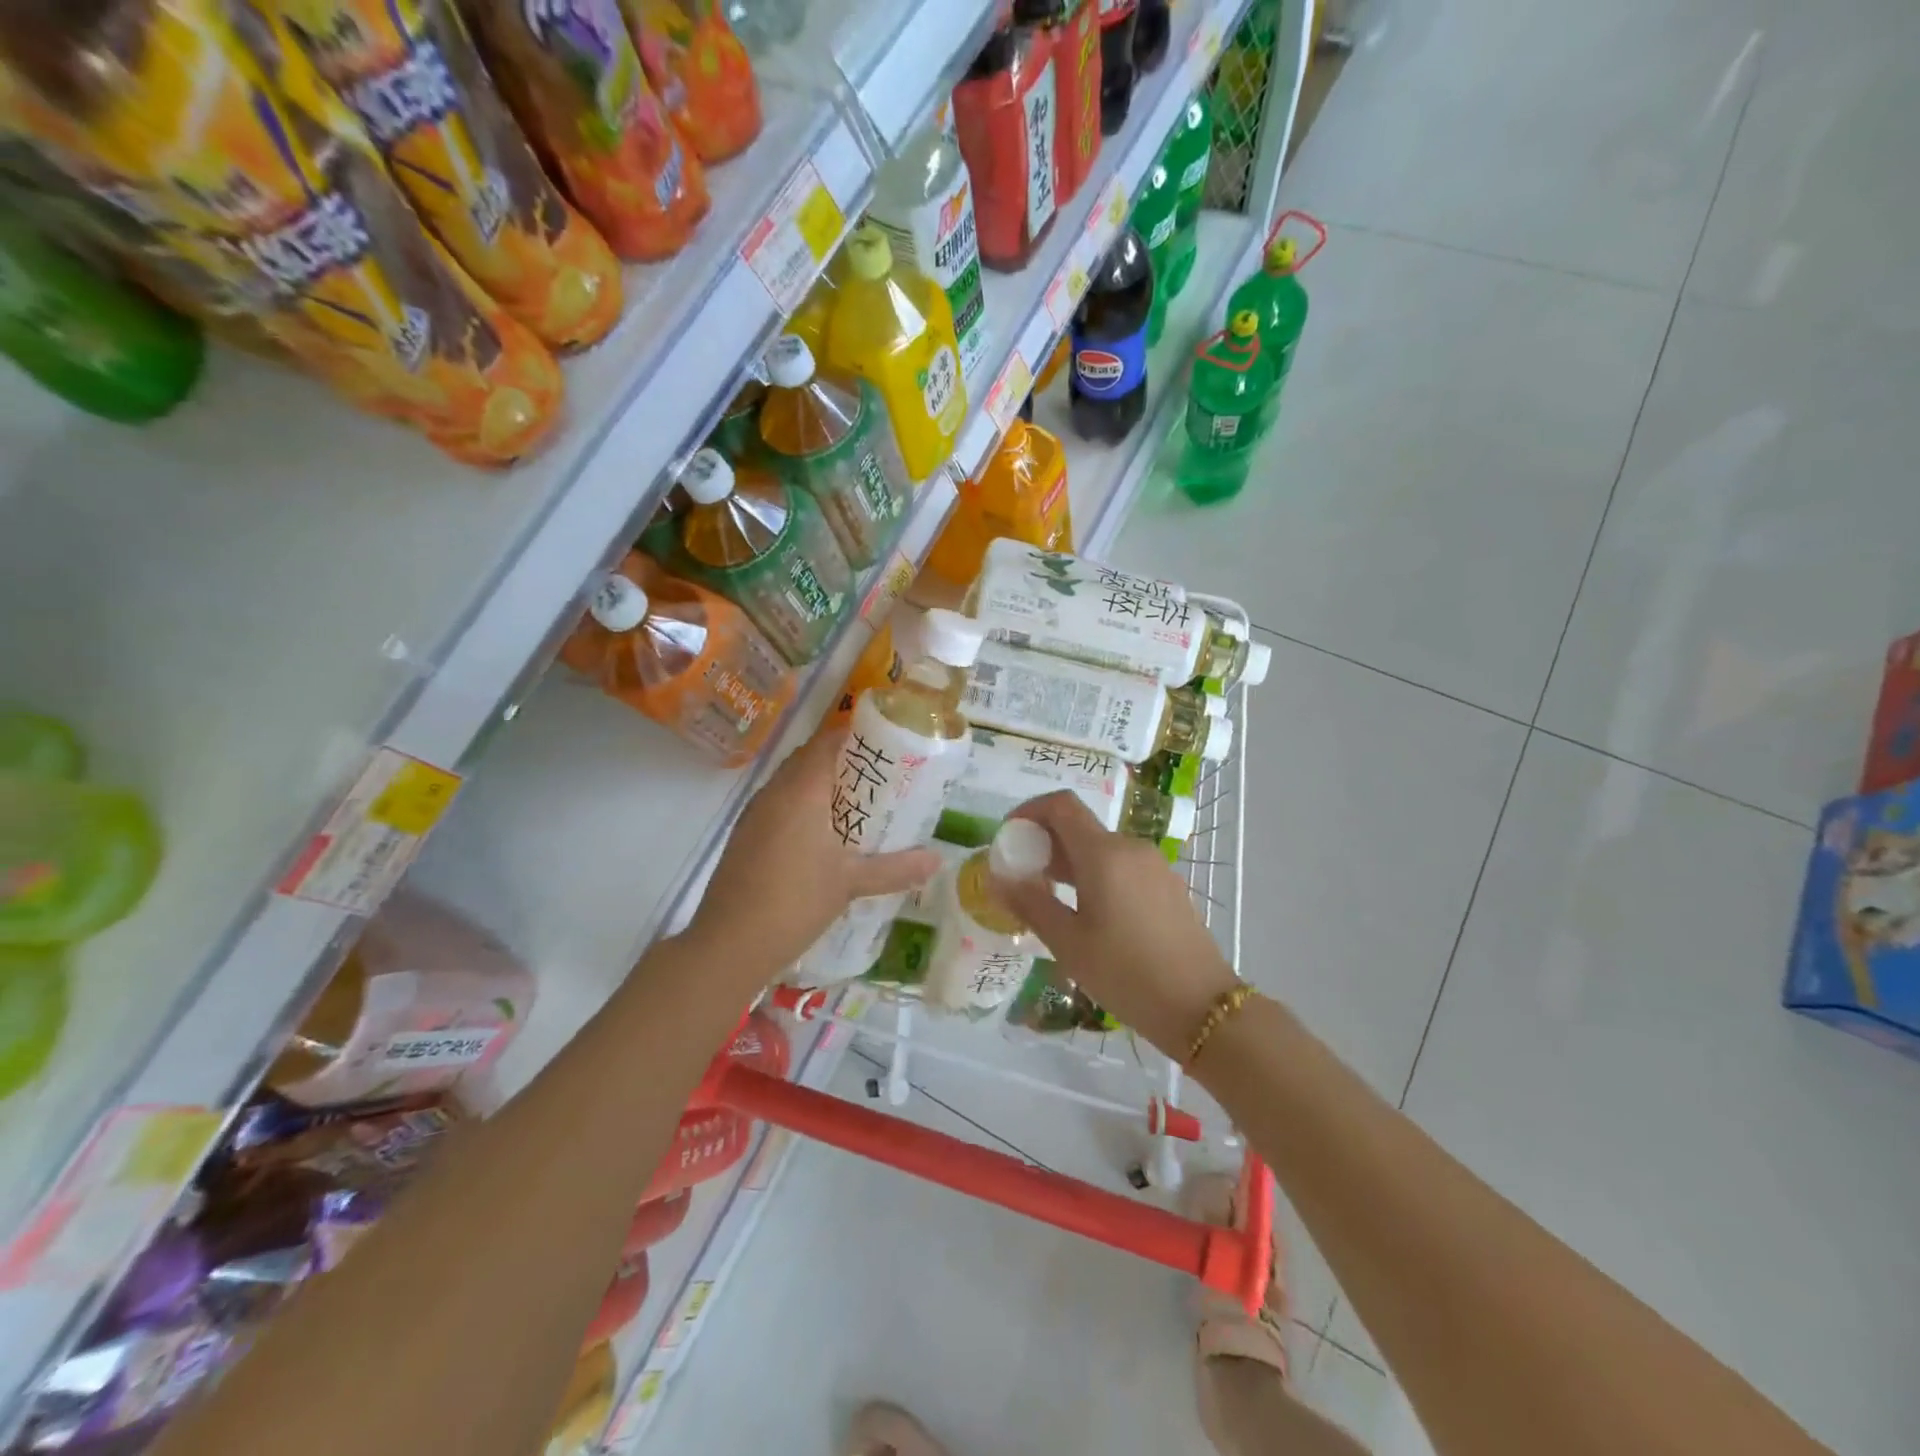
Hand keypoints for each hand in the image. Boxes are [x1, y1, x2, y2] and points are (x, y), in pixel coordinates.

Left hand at [685, 727, 940, 978]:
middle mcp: (774, 793)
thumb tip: (938, 859)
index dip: (854, 737)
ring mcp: (754, 814)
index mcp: (801, 792)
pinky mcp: (744, 836)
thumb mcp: (851, 883)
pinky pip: (777, 804)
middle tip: (877, 777)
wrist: (729, 944)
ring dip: (818, 784)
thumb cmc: (795, 902)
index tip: (884, 746)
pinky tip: (820, 835)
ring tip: (854, 803)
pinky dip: (800, 805)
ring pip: (789, 782)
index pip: (826, 743)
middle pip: (807, 758)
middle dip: (840, 761)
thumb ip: (896, 868)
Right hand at [992, 791, 1238, 1056]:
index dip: (1029, 811)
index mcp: (1104, 853)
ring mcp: (1153, 865)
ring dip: (1068, 860)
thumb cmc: (1126, 973)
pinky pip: (1121, 865)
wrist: (1201, 1007)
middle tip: (1021, 876)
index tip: (1009, 837)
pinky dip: (1094, 873)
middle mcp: (1130, 847)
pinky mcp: (1166, 885)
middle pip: (1079, 826)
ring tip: (1047, 897)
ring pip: (1100, 847)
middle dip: (1045, 841)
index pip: (1061, 805)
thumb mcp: (1068, 943)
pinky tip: (1086, 911)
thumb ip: (1030, 903)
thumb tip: (998, 876)